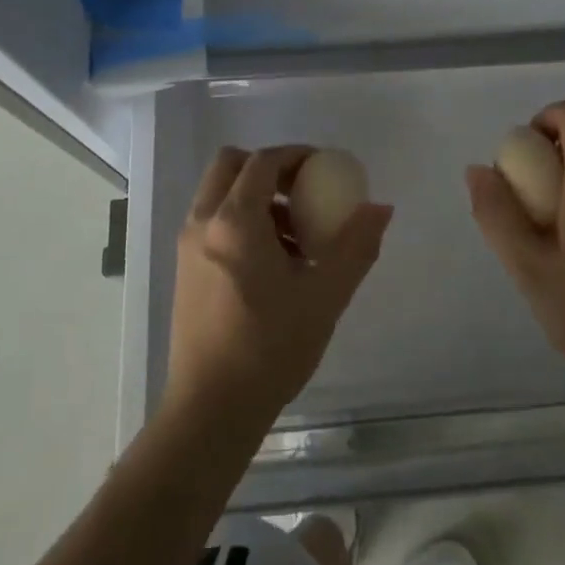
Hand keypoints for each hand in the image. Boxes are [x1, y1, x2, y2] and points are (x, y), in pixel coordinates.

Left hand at [163, 145, 392, 437]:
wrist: (211, 409)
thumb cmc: (270, 348)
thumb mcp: (325, 296)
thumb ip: (356, 246)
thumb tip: (380, 207)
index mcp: (234, 221)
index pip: (262, 161)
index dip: (296, 155)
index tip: (325, 167)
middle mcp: (203, 223)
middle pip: (230, 165)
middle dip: (268, 168)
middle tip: (303, 191)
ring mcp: (188, 247)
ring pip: (219, 194)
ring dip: (254, 196)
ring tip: (294, 235)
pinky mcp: (184, 270)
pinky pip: (212, 222)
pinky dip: (240, 220)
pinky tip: (271, 263)